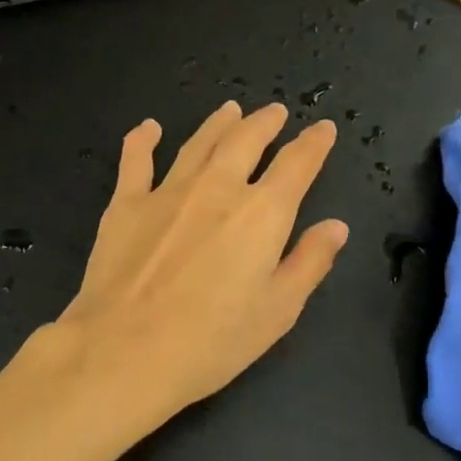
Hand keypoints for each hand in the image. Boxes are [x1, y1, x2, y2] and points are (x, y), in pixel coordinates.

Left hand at [52, 101, 349, 421]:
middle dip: (265, 123)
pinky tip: (148, 128)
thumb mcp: (278, 311)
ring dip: (218, 124)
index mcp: (262, 213)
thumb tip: (335, 226)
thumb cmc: (212, 341)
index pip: (297, 165)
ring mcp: (167, 192)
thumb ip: (309, 262)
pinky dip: (143, 140)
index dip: (314, 144)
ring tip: (230, 110)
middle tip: (275, 112)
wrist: (126, 351)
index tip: (323, 129)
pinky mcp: (125, 204)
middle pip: (246, 140)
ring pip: (199, 143)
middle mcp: (218, 188)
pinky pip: (136, 160)